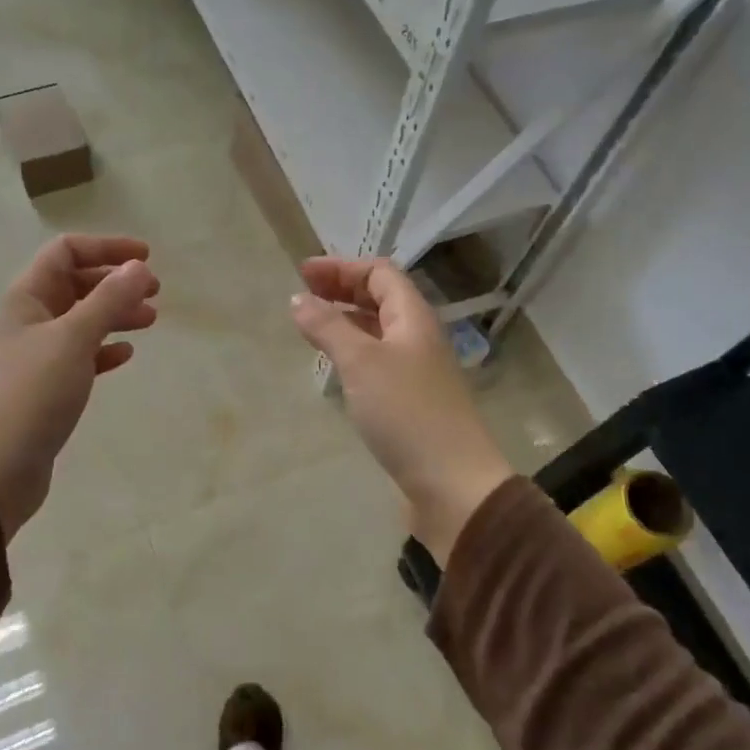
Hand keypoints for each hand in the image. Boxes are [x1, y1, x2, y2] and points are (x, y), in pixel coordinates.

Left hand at [0, 235, 158, 539]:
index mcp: (26, 298)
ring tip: (150, 321)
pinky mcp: (45, 389)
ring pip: (81, 321)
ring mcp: (35, 356)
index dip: (106, 248)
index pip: (65, 252)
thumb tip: (138, 267)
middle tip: (156, 292)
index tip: (147, 258)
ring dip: (115, 315)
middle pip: (75, 285)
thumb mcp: (73, 339)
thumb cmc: (31, 394)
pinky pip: (79, 357)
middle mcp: (28, 320)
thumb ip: (108, 300)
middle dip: (115, 283)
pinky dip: (103, 350)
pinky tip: (125, 355)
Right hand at [291, 257, 513, 562]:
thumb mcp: (361, 362)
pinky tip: (336, 367)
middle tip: (303, 294)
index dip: (342, 267)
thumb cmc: (406, 412)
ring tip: (312, 326)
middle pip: (381, 299)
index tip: (303, 273)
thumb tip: (298, 300)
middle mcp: (418, 337)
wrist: (452, 482)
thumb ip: (328, 327)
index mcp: (413, 317)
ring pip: (378, 331)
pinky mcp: (411, 402)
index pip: (380, 274)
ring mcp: (417, 371)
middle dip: (342, 290)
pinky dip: (353, 352)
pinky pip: (378, 362)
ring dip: (346, 321)